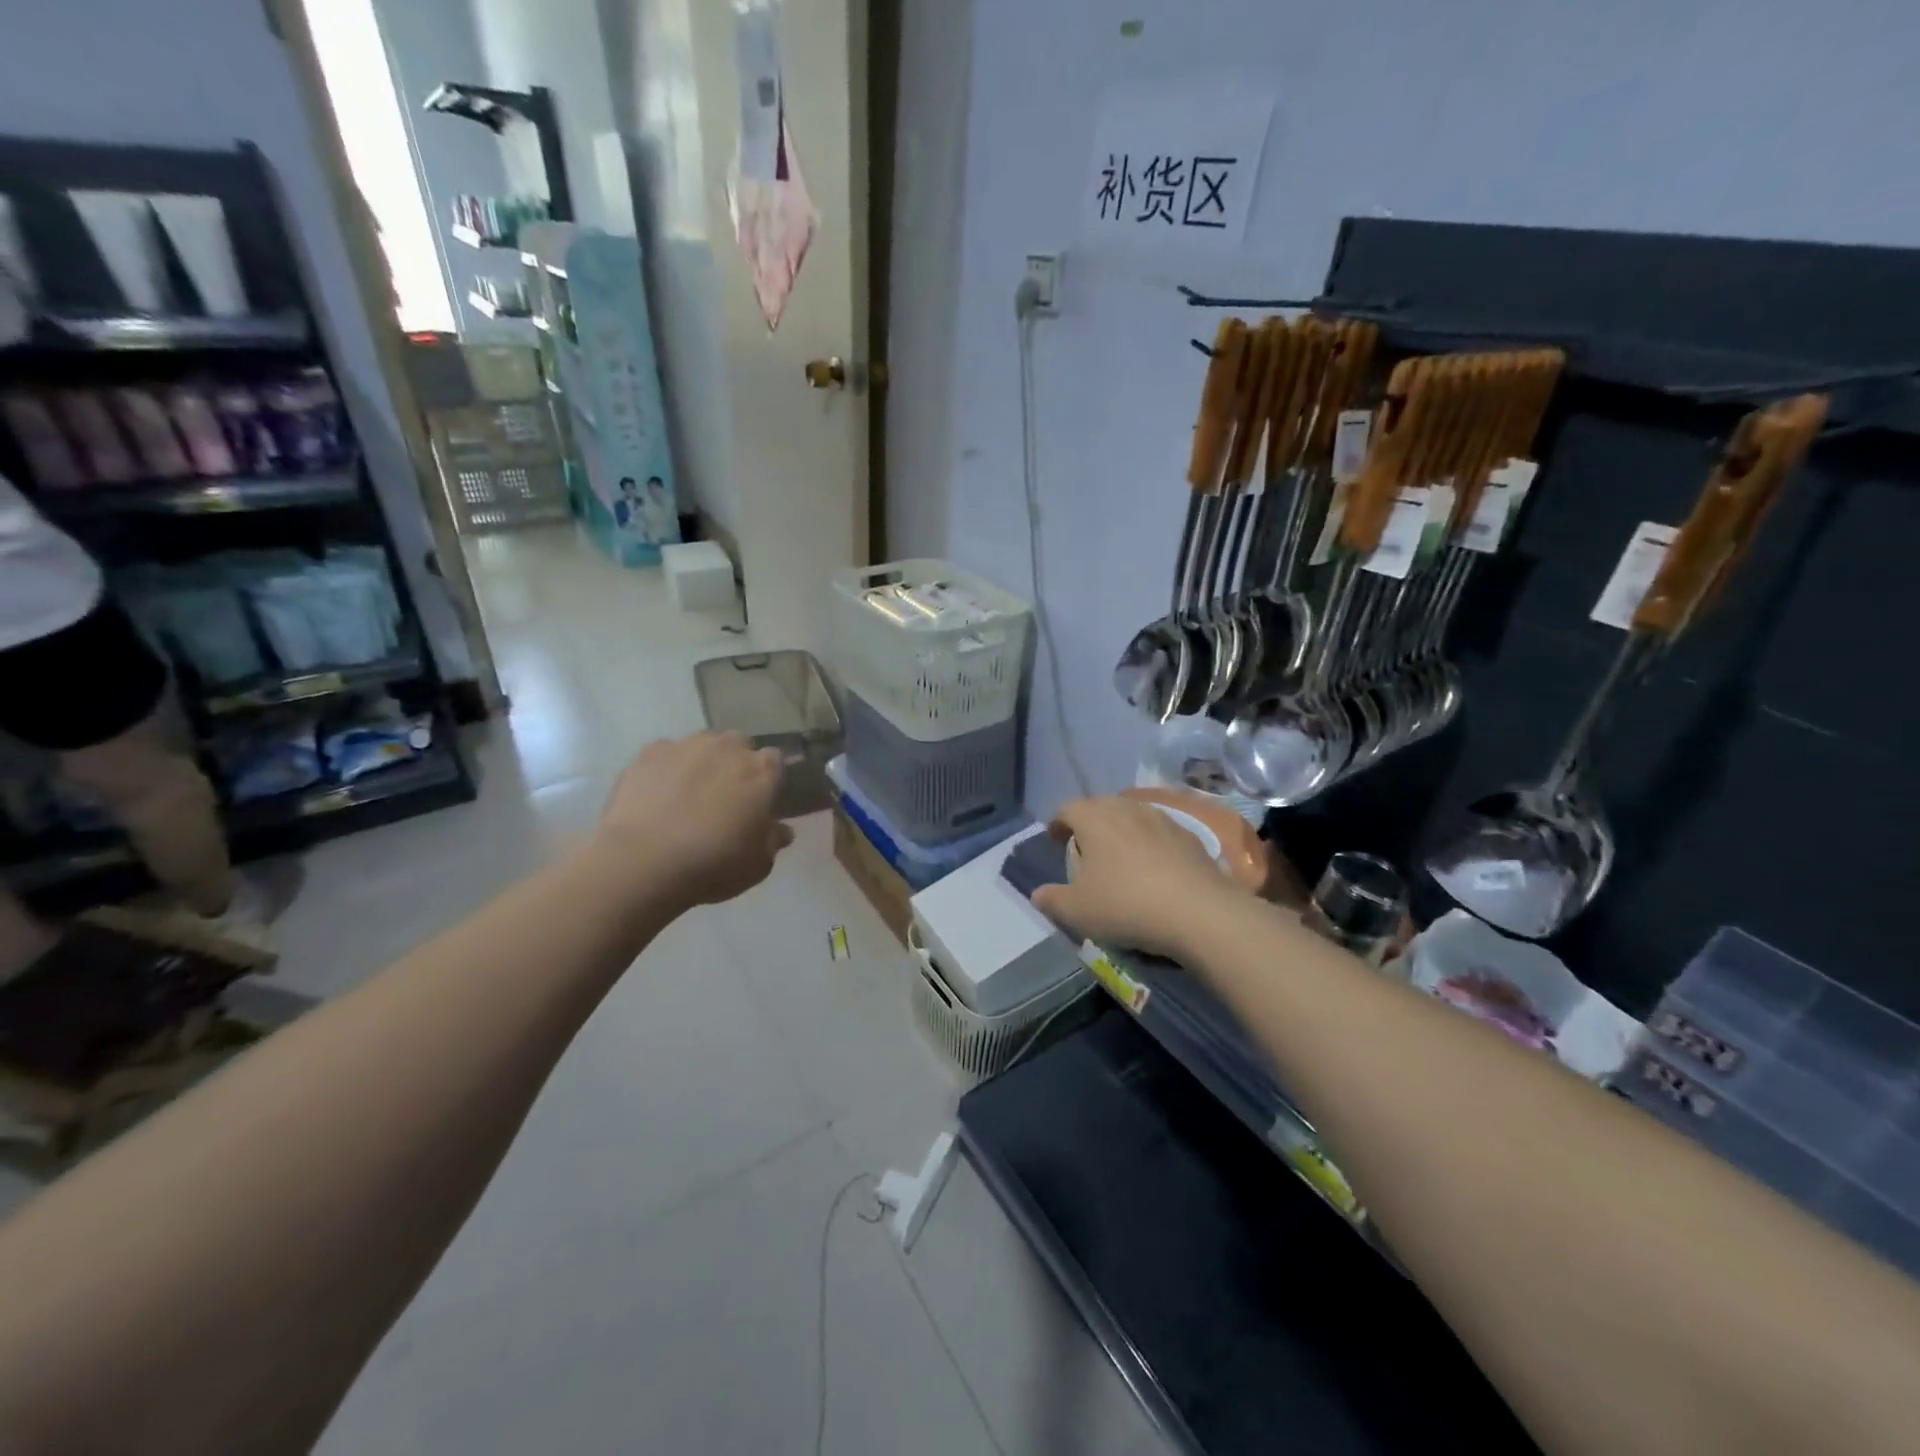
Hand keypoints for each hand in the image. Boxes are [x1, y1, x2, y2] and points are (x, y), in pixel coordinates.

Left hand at [594, 732, 793, 911]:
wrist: (645, 862)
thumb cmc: (714, 863)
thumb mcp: (758, 864)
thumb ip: (773, 840)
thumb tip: (781, 830)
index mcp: (762, 771)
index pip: (775, 761)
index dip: (768, 780)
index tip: (760, 801)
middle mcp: (728, 748)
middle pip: (739, 745)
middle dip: (735, 764)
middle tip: (725, 797)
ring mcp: (686, 746)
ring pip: (701, 746)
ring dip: (701, 763)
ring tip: (687, 795)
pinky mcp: (649, 753)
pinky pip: (665, 755)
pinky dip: (666, 770)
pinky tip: (657, 796)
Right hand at [1031, 796, 1243, 960]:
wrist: (1199, 912)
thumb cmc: (1126, 905)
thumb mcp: (1077, 911)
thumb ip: (1052, 900)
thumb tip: (1038, 894)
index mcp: (1094, 818)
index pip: (1067, 809)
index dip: (1058, 823)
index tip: (1055, 840)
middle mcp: (1126, 808)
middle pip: (1101, 807)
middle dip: (1089, 823)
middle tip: (1084, 848)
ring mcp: (1162, 818)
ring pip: (1132, 816)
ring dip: (1121, 831)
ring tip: (1118, 856)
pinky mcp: (1189, 836)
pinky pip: (1159, 833)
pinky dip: (1149, 844)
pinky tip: (1153, 869)